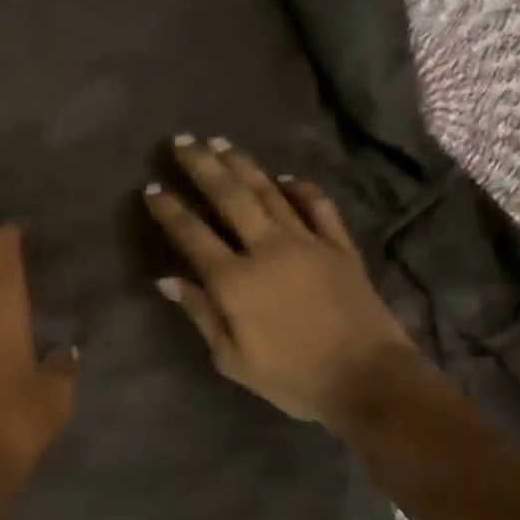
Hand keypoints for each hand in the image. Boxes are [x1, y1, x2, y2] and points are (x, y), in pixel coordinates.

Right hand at [143, 136, 423, 426]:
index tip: (152, 187)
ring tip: (221, 143)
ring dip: (243, 165)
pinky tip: (287, 177)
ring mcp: (307, 242)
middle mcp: (267, 248)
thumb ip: (201, 314)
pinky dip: (301, 188)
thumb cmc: (293, 378)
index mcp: (236, 280)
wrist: (367, 378)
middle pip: (229, 196)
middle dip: (202, 166)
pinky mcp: (339, 245)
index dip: (169, 210)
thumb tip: (168, 280)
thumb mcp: (233, 360)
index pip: (193, 235)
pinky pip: (318, 206)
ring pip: (269, 192)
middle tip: (183, 141)